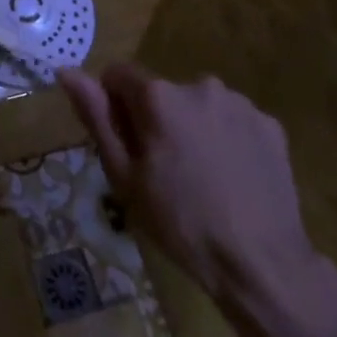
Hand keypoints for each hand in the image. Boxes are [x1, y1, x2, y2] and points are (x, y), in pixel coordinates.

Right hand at [59, 64, 321, 308]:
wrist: (262, 264)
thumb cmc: (182, 224)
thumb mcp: (126, 177)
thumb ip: (97, 117)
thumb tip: (66, 71)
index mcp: (159, 96)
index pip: (119, 75)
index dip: (114, 106)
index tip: (126, 145)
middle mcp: (199, 84)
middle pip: (162, 93)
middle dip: (157, 120)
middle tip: (164, 171)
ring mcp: (239, 103)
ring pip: (199, 106)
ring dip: (193, 128)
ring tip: (203, 179)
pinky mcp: (270, 124)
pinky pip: (234, 122)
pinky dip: (228, 140)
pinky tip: (233, 179)